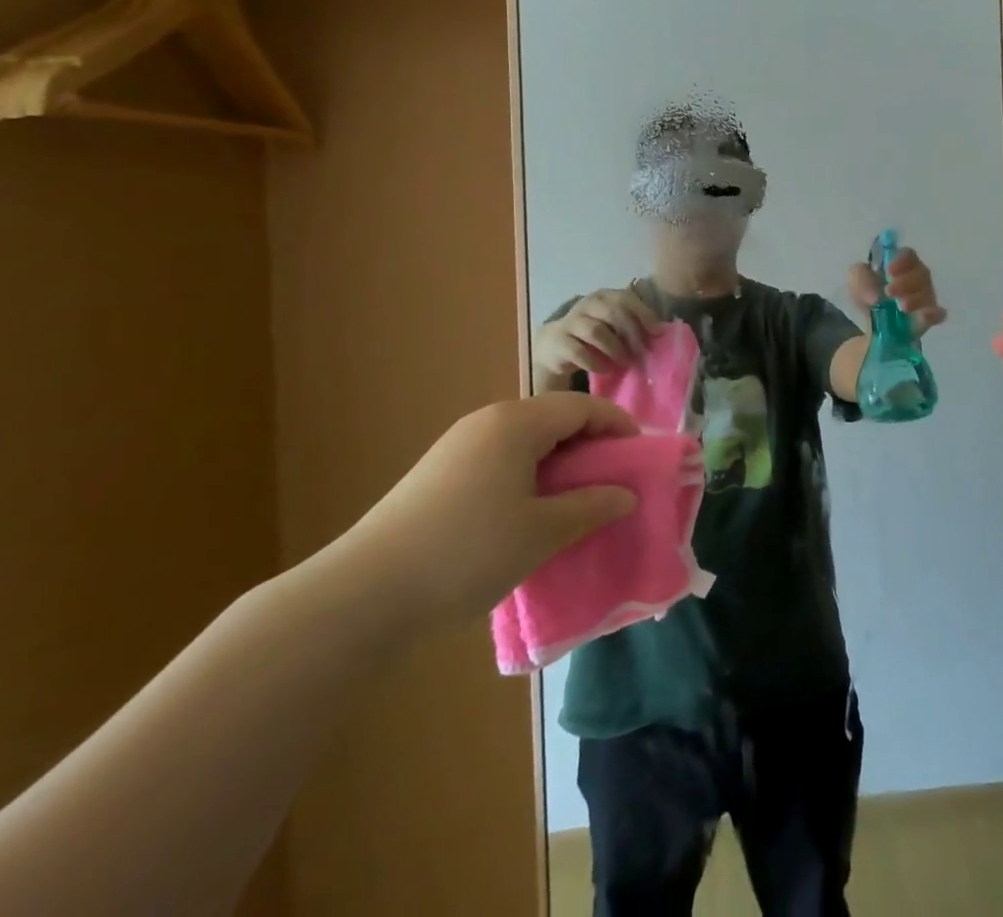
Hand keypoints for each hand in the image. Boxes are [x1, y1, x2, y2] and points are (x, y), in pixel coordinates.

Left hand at [331, 393, 638, 631]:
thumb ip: (591, 507)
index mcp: (516, 422)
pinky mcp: (438, 474)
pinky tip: (529, 516)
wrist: (361, 595)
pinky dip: (529, 477)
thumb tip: (626, 494)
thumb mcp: (542, 533)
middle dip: (590, 447)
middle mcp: (487, 422)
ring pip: (526, 442)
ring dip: (559, 465)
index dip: (618, 426)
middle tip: (613, 484)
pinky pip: (500, 460)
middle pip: (554, 419)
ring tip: (576, 503)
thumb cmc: (466, 553)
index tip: (641, 456)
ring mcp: (458, 446)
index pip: (582, 407)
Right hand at [534, 287, 661, 387]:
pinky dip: (595, 362)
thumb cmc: (594, 337)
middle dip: (631, 333)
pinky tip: (605, 369)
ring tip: (625, 362)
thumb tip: (660, 334)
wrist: (554, 347)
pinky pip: (578, 351)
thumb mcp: (613, 326)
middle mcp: (587, 304)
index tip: (657, 332)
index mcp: (604, 297)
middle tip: (641, 353)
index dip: (643, 314)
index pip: (625, 298)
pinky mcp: (558, 341)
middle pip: (612, 312)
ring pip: (595, 330)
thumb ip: (633, 325)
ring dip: (614, 348)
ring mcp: (570, 321)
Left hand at [846, 248, 947, 334]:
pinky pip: (937, 314)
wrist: (869, 324)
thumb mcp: (855, 280)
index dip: (901, 260)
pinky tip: (925, 316)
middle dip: (906, 282)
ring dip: (915, 299)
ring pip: (928, 293)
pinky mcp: (928, 318)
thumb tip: (875, 297)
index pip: (908, 255)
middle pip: (921, 273)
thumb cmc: (867, 294)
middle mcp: (917, 278)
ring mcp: (925, 298)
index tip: (889, 271)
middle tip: (889, 292)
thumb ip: (859, 278)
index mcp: (901, 264)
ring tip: (901, 307)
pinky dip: (933, 314)